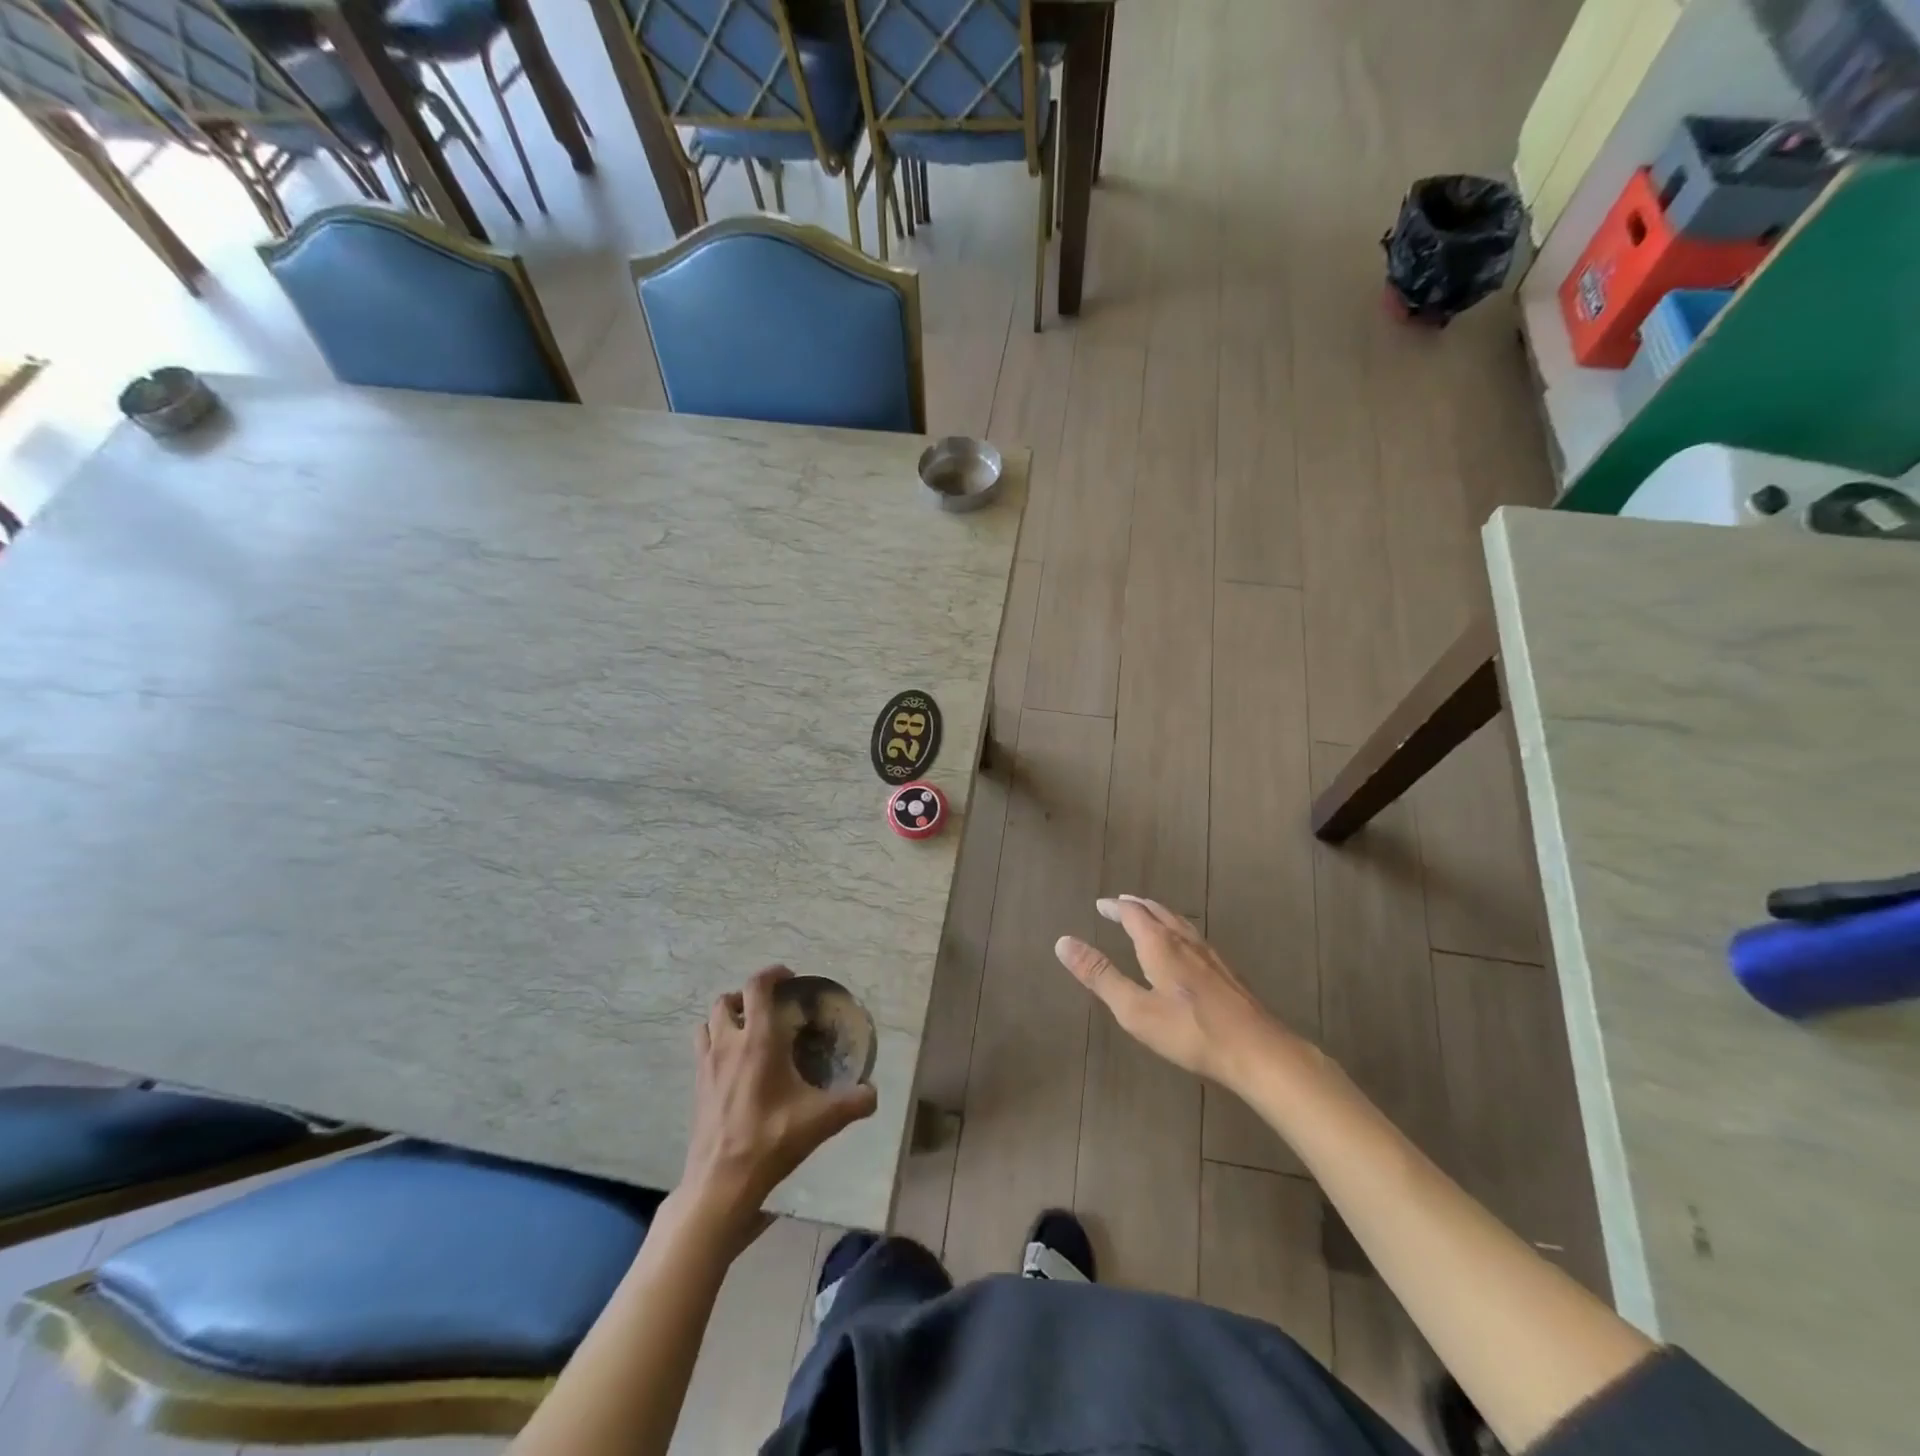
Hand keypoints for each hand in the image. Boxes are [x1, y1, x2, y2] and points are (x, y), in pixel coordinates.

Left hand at [680, 966, 876, 1252]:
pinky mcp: (697, 1087)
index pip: (757, 987)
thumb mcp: (821, 1120)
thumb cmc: (771, 1140)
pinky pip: (701, 1049)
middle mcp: (728, 1044)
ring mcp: (707, 1065)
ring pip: (708, 1022)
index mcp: (758, 1040)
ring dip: (725, 1018)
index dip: (772, 973)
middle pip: (725, 1000)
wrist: (721, 1182)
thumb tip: (873, 1093)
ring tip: (746, 1031)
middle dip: (745, 997)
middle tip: (768, 1008)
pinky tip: (734, 1066)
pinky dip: (715, 1044)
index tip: (789, 977)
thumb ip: (853, 1102)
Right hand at [1055, 896, 1291, 1091]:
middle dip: (1136, 906)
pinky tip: (1184, 949)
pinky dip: (1177, 930)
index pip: (1133, 914)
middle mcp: (1185, 941)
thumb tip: (1063, 942)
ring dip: (1159, 915)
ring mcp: (1210, 955)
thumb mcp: (1135, 1010)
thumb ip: (1100, 976)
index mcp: (1160, 945)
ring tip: (1149, 917)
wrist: (1258, 1050)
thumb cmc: (1190, 1032)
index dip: (1115, 907)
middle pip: (1158, 912)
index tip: (1101, 905)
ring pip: (1180, 922)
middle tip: (1120, 904)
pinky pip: (1194, 937)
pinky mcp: (1227, 971)